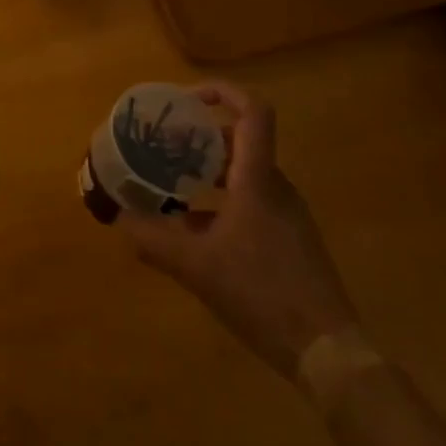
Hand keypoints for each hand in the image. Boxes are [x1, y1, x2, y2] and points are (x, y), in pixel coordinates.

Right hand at [120, 84, 357, 380]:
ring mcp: (286, 214)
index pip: (253, 112)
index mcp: (257, 180)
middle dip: (198, 137)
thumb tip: (118, 219)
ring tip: (169, 183)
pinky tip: (192, 229)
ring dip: (206, 171)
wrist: (328, 353)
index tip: (185, 100)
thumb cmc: (261, 294)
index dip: (221, 92)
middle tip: (162, 146)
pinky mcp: (289, 239)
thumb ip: (153, 240)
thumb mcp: (196, 268)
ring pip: (243, 173)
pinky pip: (251, 201)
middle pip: (239, 140)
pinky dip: (219, 200)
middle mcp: (275, 187)